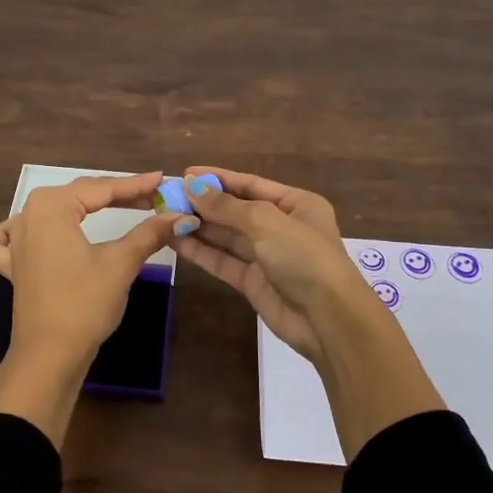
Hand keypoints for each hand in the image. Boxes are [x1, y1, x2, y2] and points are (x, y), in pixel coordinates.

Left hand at [0, 172, 191, 444]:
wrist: (49, 356)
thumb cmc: (84, 303)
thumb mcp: (121, 263)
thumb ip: (150, 233)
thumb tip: (181, 216)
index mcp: (51, 206)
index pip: (102, 188)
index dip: (136, 185)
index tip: (163, 180)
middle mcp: (28, 214)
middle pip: (80, 196)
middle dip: (117, 195)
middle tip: (152, 197)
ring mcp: (15, 240)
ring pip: (54, 211)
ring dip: (84, 208)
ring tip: (117, 207)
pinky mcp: (12, 265)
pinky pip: (13, 237)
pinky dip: (25, 230)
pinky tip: (37, 231)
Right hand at [167, 166, 373, 362]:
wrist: (328, 320)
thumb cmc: (305, 258)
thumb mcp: (267, 222)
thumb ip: (227, 206)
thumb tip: (191, 186)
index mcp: (297, 204)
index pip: (251, 184)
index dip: (219, 178)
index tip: (186, 173)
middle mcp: (282, 227)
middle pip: (237, 210)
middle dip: (204, 204)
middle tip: (168, 197)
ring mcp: (267, 256)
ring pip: (227, 237)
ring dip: (199, 226)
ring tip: (164, 216)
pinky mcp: (254, 282)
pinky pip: (223, 261)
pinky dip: (201, 251)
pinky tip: (176, 241)